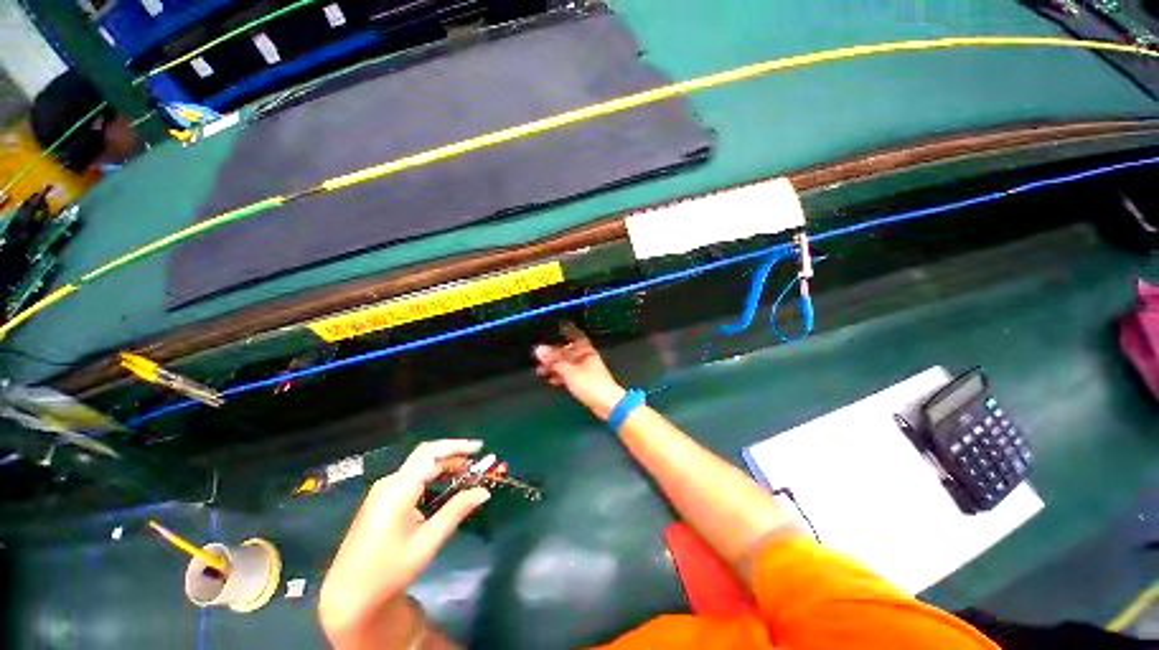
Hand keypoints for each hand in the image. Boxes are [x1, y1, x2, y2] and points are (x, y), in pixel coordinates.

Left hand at [319, 439, 489, 648]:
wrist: (349, 595)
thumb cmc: (388, 572)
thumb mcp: (427, 543)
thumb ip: (456, 512)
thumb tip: (483, 492)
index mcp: (398, 490)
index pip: (431, 454)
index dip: (457, 446)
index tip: (480, 449)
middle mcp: (389, 483)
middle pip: (426, 456)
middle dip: (454, 456)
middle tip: (476, 468)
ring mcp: (383, 491)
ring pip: (420, 465)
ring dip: (445, 466)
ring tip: (466, 478)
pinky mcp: (382, 499)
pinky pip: (412, 477)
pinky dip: (433, 476)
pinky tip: (444, 489)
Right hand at [534, 323, 625, 420]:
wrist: (606, 404)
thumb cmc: (590, 383)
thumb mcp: (568, 370)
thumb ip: (553, 361)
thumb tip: (538, 349)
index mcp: (586, 351)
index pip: (575, 336)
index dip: (566, 331)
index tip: (556, 328)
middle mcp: (586, 358)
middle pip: (568, 352)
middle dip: (554, 353)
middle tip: (539, 355)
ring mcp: (586, 371)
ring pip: (567, 365)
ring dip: (555, 366)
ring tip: (540, 370)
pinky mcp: (584, 383)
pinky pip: (569, 376)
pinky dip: (560, 376)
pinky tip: (551, 379)